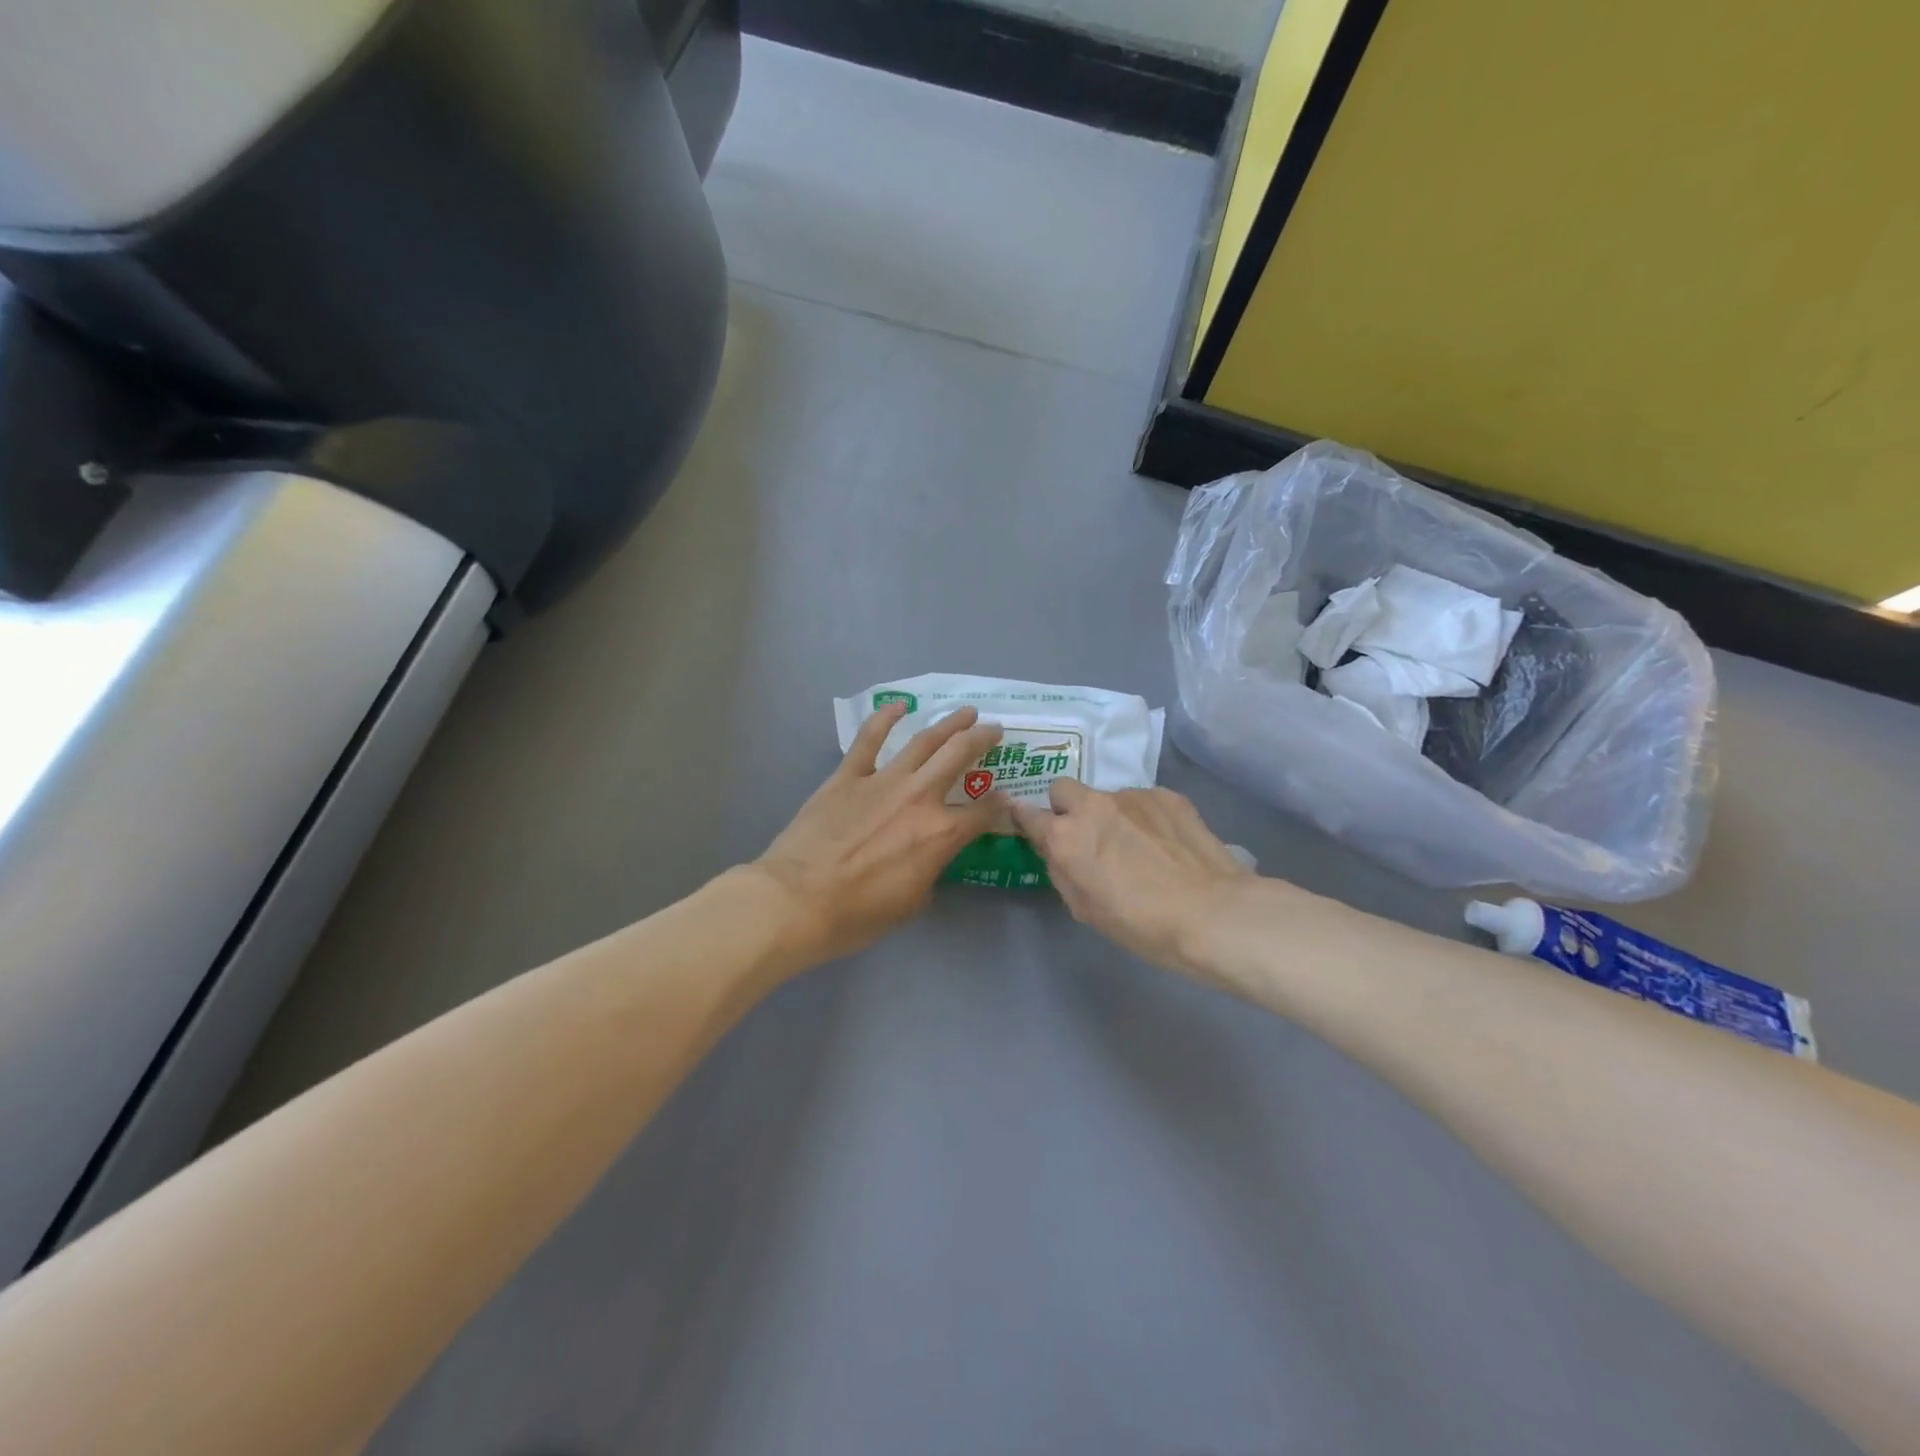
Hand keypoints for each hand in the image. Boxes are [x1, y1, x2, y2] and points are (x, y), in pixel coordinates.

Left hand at [754, 705, 1004, 969]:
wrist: (798, 900)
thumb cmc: (857, 914)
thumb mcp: (912, 903)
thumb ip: (930, 870)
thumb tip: (932, 855)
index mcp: (941, 834)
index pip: (984, 813)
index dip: (1000, 804)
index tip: (1005, 798)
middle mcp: (919, 797)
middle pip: (960, 755)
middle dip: (983, 739)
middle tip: (995, 730)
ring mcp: (883, 780)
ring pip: (924, 740)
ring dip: (949, 723)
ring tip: (966, 712)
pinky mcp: (848, 775)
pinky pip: (870, 738)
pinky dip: (885, 717)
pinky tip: (900, 705)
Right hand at [1011, 781, 1253, 970]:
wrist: (1210, 912)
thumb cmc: (1140, 924)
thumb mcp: (1085, 909)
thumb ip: (1062, 871)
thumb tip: (1057, 851)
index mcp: (1065, 837)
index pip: (1028, 814)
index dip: (1025, 819)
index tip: (1029, 824)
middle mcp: (1092, 806)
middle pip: (1063, 789)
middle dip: (1067, 807)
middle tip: (1088, 836)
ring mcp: (1131, 796)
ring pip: (1108, 797)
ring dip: (1112, 815)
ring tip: (1140, 847)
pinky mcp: (1165, 795)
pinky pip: (1142, 801)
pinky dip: (1145, 817)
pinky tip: (1166, 844)